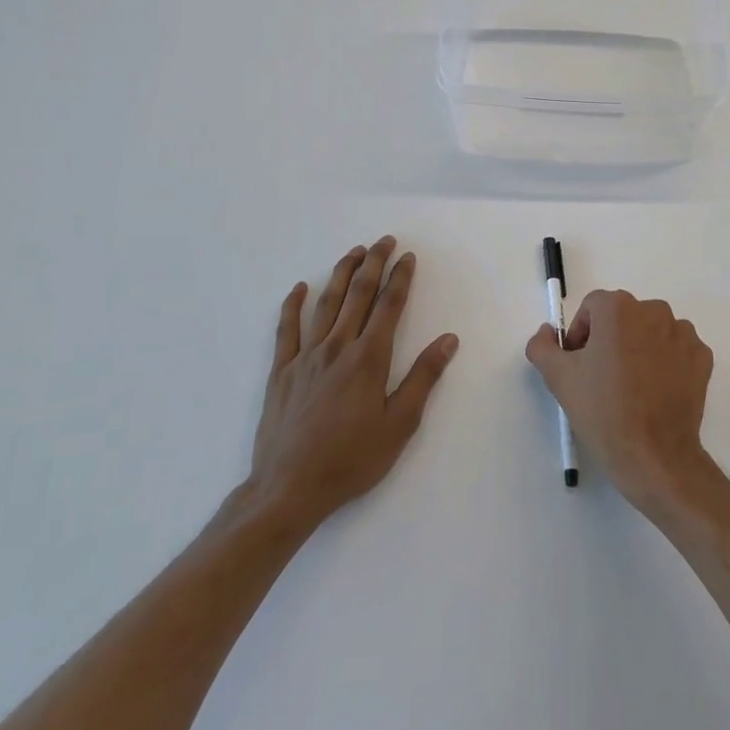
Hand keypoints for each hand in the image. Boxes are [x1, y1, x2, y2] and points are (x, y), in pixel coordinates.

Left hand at [232, 237, 457, 535]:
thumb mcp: (400, 424)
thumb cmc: (351, 459)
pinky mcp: (281, 371)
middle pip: (357, 294)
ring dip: (340, 273)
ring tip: (353, 252)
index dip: (400, 278)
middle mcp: (336, 348)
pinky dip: (292, 305)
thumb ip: (423, 378)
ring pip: (325, 304)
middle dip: (373, 264)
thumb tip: (448, 340)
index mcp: (368, 359)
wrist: (289, 488)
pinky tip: (299, 288)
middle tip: (384, 241)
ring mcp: (305, 357)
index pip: (388, 306)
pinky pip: (286, 329)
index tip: (408, 257)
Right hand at [526, 290, 717, 517]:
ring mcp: (682, 333)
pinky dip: (665, 362)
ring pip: (651, 331)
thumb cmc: (603, 411)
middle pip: (623, 317)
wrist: (653, 455)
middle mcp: (654, 311)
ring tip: (632, 387)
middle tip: (603, 378)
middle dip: (610, 340)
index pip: (592, 308)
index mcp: (618, 309)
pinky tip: (655, 391)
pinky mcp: (702, 356)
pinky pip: (676, 349)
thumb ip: (542, 345)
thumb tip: (547, 331)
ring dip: (639, 348)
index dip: (582, 334)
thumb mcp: (559, 378)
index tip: (580, 365)